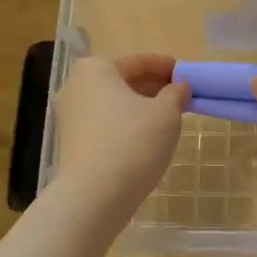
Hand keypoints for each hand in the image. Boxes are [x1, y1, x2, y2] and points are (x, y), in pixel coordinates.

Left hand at [53, 53, 186, 212]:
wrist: (94, 194)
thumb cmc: (133, 141)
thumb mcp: (166, 113)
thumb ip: (176, 94)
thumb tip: (179, 87)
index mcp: (95, 69)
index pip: (138, 61)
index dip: (166, 67)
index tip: (187, 74)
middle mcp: (76, 86)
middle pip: (122, 81)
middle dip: (152, 87)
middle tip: (180, 96)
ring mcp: (69, 116)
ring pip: (113, 104)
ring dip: (140, 107)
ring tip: (168, 117)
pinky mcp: (71, 142)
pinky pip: (105, 123)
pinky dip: (126, 124)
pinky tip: (146, 137)